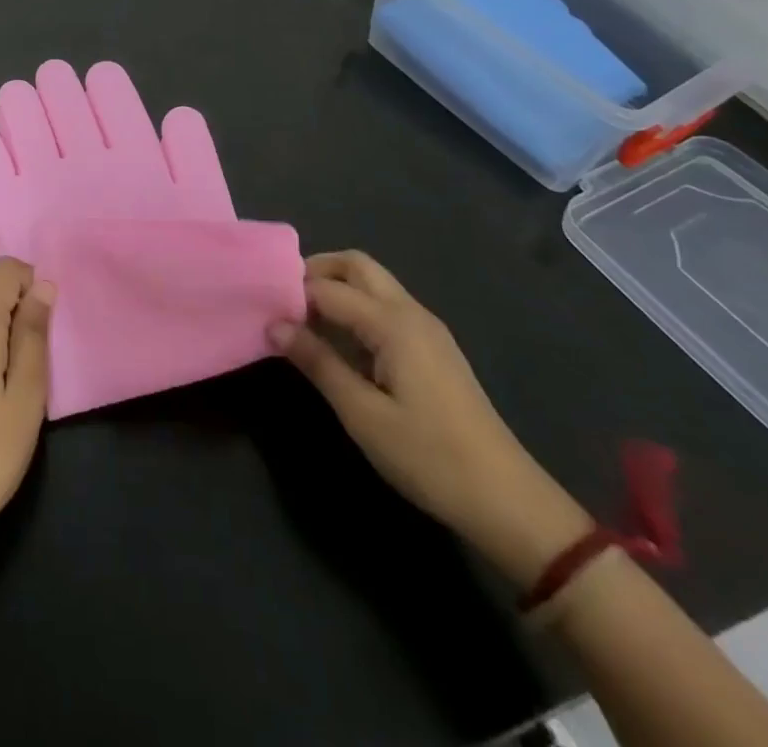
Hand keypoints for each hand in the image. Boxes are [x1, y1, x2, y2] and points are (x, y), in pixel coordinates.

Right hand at [269, 251, 591, 585]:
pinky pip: (385, 307)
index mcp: (393, 323)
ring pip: (373, 284)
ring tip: (301, 319)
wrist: (507, 501)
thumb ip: (318, 363)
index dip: (292, 293)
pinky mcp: (432, 348)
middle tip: (282, 299)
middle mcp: (411, 312)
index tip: (259, 306)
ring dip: (336, 288)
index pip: (329, 288)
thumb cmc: (430, 457)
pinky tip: (337, 341)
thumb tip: (274, 325)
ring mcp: (426, 329)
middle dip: (316, 271)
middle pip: (357, 266)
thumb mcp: (363, 414)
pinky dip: (354, 307)